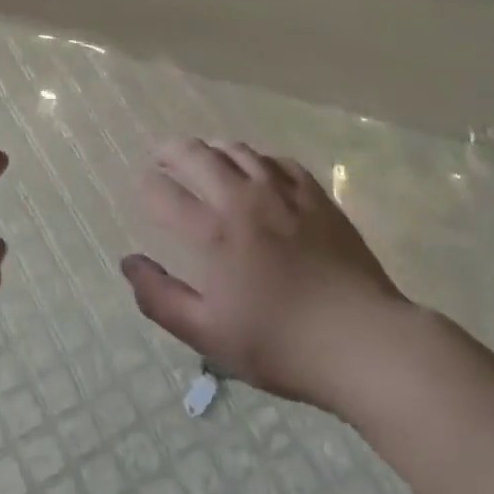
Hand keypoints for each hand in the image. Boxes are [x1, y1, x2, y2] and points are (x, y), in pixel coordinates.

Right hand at [120, 139, 414, 411]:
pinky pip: (276, 160)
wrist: (364, 342)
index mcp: (214, 232)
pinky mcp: (315, 195)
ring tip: (202, 157)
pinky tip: (255, 170)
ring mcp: (282, 192)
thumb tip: (128, 262)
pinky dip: (255, 159)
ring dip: (210, 149)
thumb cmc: (281, 345)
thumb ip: (160, 298)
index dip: (147, 187)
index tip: (143, 189)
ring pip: (236, 150)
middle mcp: (243, 199)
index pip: (164, 193)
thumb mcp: (209, 335)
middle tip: (160, 157)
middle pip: (196, 155)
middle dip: (170, 151)